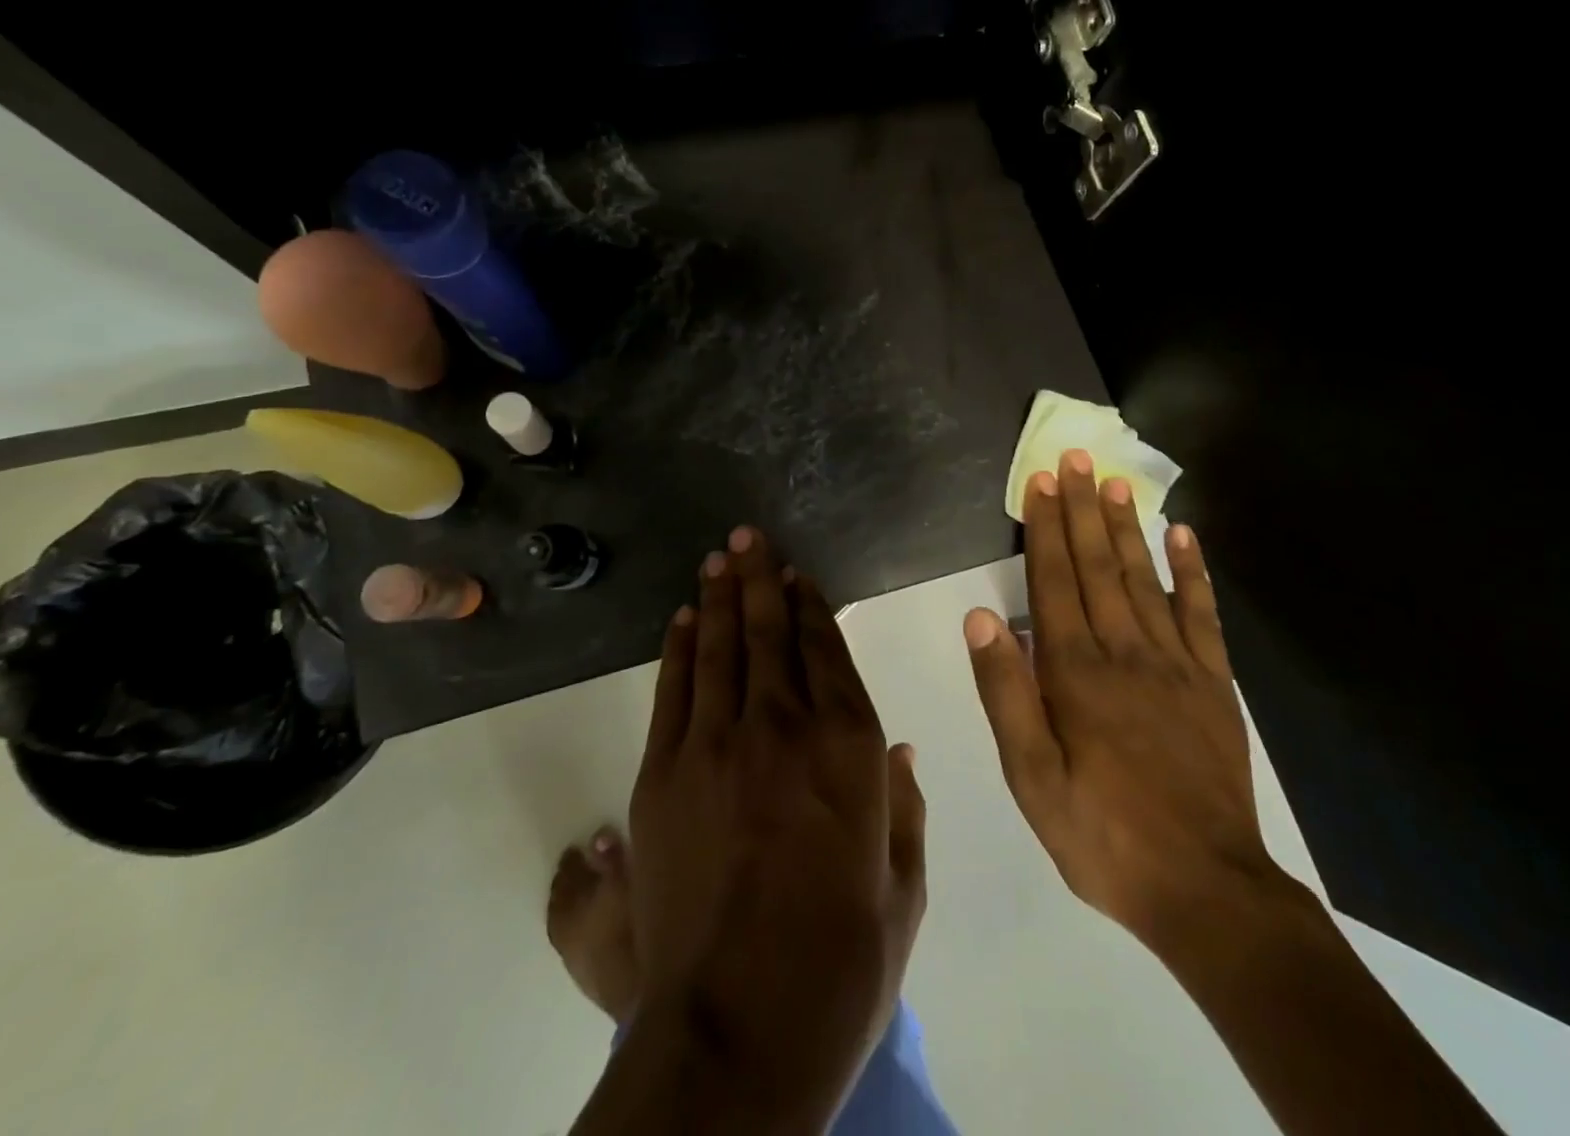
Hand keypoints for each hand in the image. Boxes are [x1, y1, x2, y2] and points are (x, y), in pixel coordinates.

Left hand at [627, 526, 926, 1125]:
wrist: (739, 1030)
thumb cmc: (840, 963)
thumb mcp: (902, 888)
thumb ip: (904, 810)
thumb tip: (898, 750)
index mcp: (851, 747)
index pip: (827, 651)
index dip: (811, 606)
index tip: (799, 575)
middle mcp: (785, 725)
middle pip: (771, 633)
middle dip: (762, 580)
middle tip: (749, 538)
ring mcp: (718, 743)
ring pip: (722, 648)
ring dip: (722, 598)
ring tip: (721, 558)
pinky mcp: (665, 772)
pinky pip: (676, 689)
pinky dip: (682, 648)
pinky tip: (687, 618)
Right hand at [965, 450, 1284, 959]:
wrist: (1205, 887)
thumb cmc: (1102, 834)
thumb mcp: (1031, 778)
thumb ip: (1005, 693)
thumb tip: (982, 617)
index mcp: (1075, 672)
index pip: (1053, 581)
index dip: (1045, 528)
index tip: (1041, 481)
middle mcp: (1124, 651)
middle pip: (1098, 565)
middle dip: (1083, 509)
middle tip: (1076, 458)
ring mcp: (1175, 663)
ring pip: (1144, 578)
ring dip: (1127, 526)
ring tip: (1116, 481)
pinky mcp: (1213, 683)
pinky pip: (1202, 614)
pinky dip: (1193, 571)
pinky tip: (1183, 535)